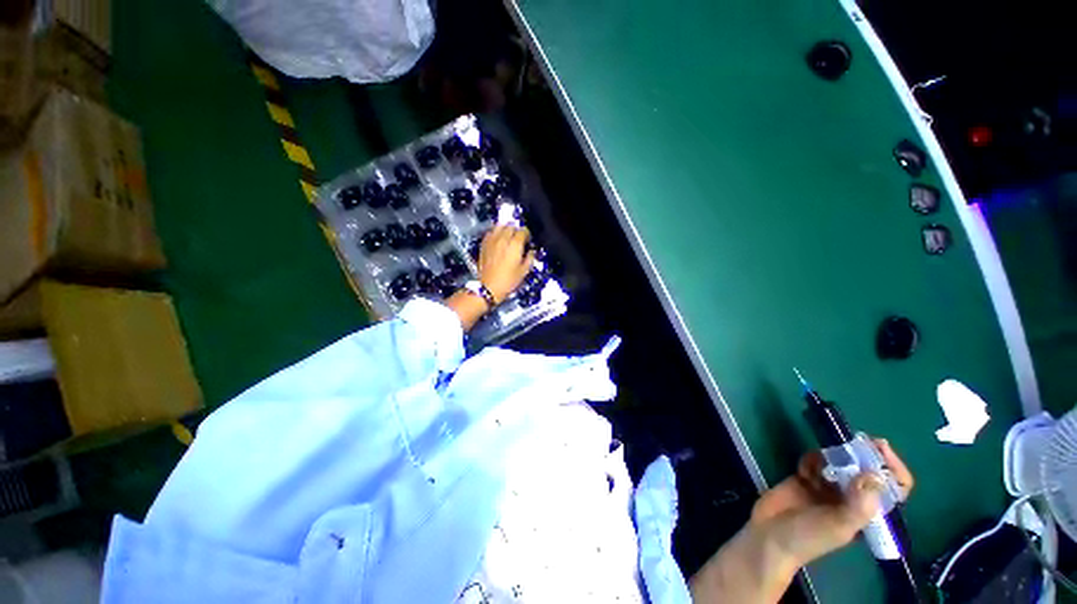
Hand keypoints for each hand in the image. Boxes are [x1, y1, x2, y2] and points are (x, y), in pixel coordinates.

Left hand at [477, 225, 535, 302]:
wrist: (488, 288)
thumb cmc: (507, 281)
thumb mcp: (524, 272)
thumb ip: (530, 258)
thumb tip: (531, 252)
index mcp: (515, 245)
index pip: (523, 231)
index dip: (527, 234)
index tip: (528, 240)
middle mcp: (503, 239)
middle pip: (511, 226)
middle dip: (517, 230)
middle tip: (519, 238)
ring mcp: (492, 241)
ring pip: (499, 226)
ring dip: (506, 229)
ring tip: (509, 235)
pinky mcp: (484, 244)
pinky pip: (490, 232)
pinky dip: (495, 233)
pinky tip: (498, 239)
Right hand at [750, 438, 913, 569]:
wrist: (770, 535)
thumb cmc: (809, 537)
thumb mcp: (838, 525)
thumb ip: (859, 504)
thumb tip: (875, 474)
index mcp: (867, 511)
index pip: (893, 488)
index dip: (892, 467)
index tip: (879, 447)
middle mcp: (852, 497)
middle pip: (866, 470)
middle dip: (862, 454)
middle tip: (853, 439)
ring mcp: (828, 487)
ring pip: (840, 462)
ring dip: (833, 455)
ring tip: (820, 459)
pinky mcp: (806, 478)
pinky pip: (814, 461)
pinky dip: (811, 458)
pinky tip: (802, 468)